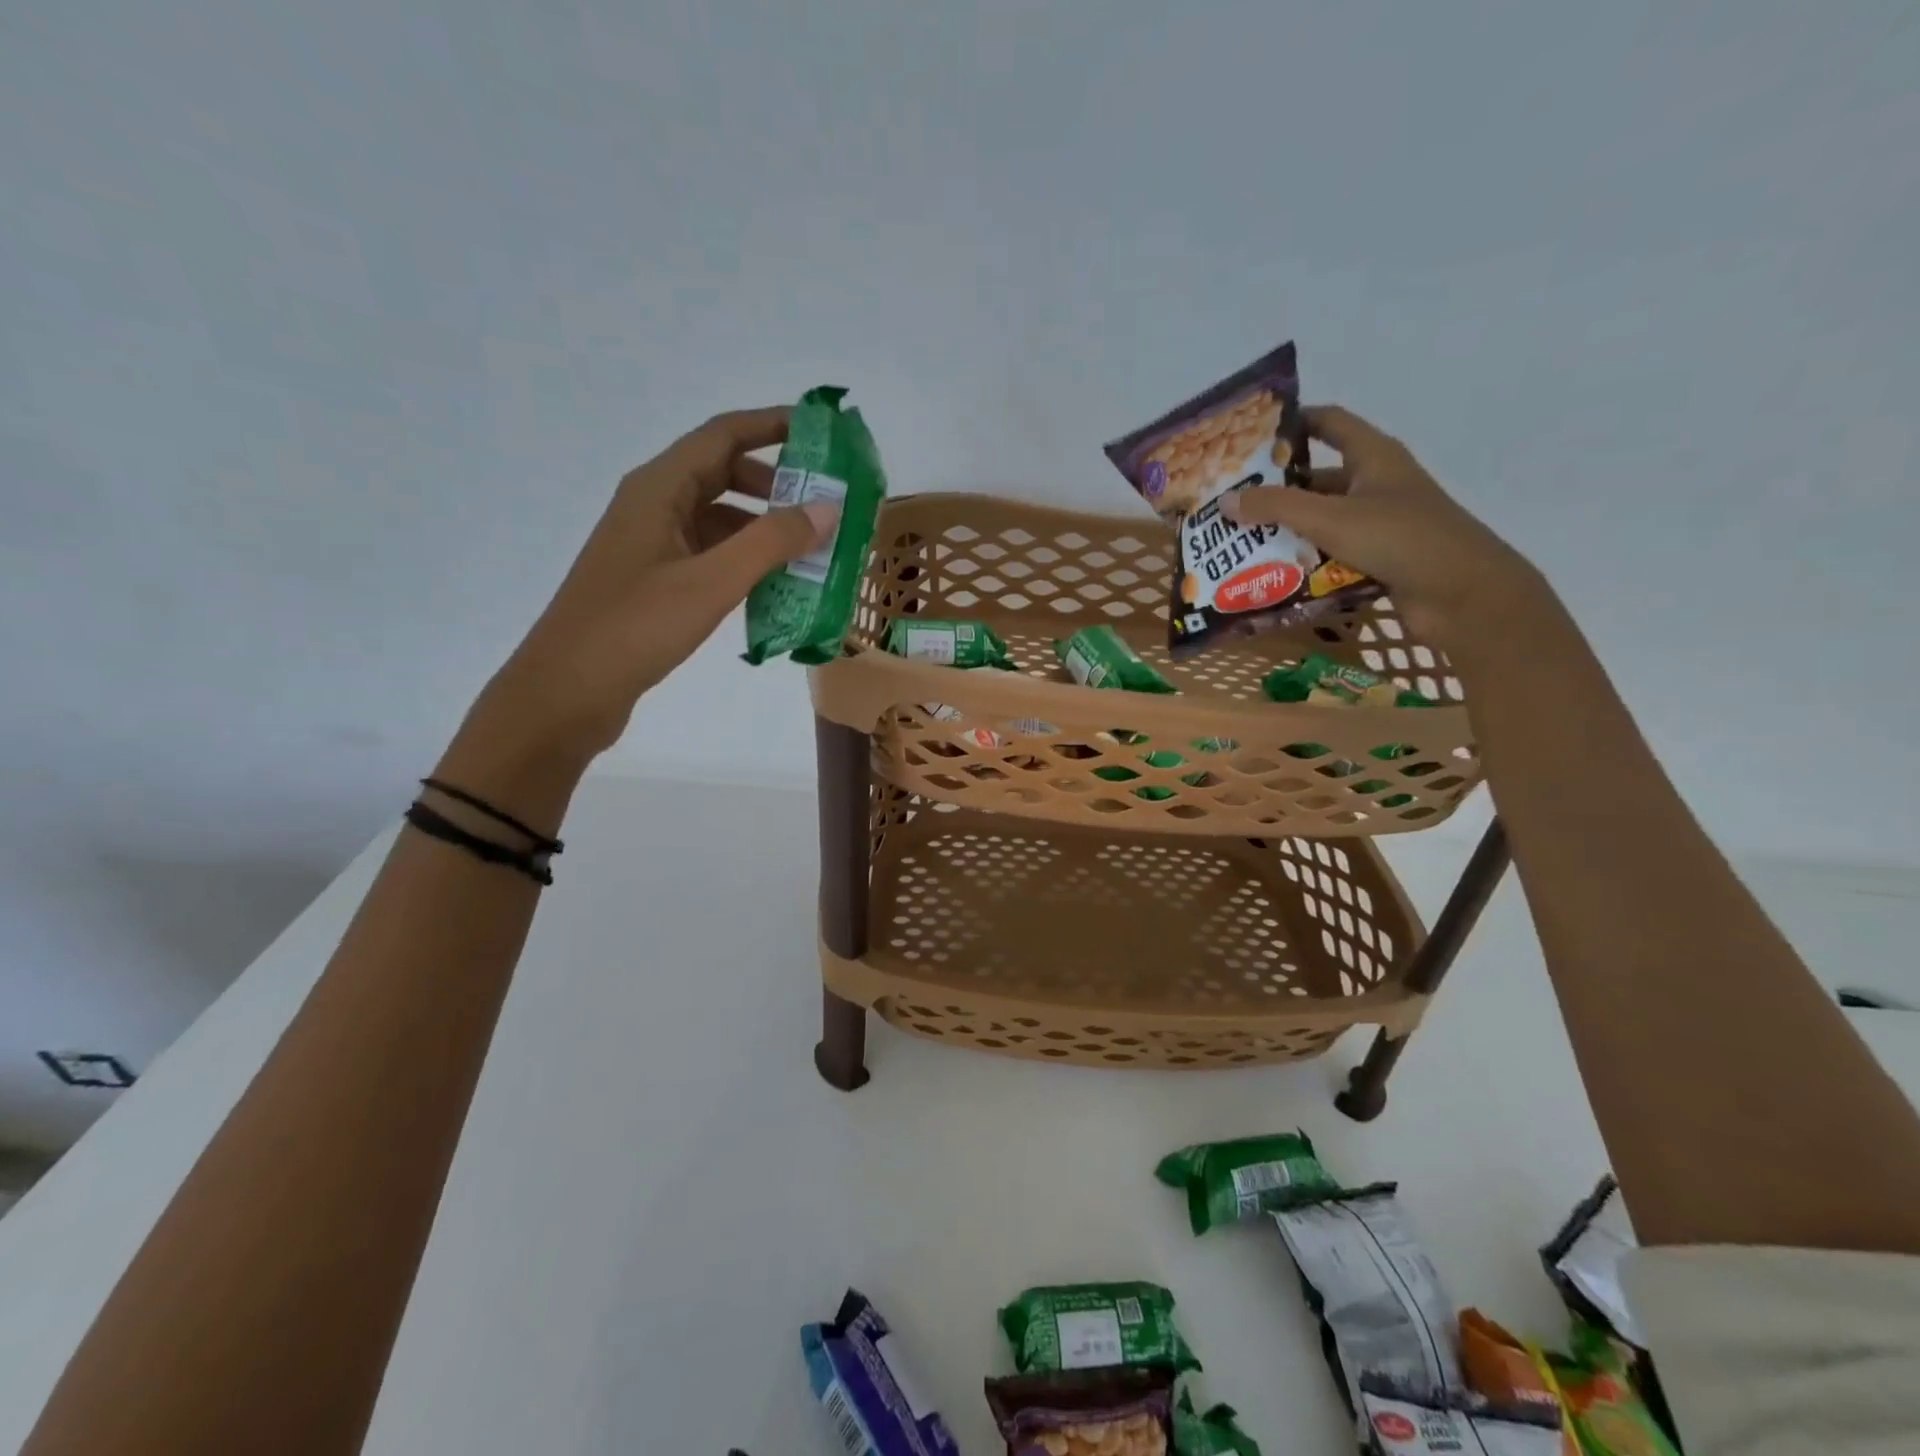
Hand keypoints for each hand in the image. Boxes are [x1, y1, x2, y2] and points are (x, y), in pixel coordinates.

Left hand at [455, 407, 836, 768]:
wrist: (566, 692)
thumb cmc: (634, 628)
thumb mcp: (711, 582)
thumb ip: (771, 542)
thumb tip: (828, 507)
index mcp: (658, 488)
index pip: (723, 435)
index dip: (773, 425)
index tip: (824, 432)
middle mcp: (653, 506)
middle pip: (722, 473)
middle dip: (777, 482)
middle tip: (826, 502)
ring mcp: (652, 545)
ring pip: (718, 518)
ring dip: (764, 526)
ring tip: (812, 548)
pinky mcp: (654, 581)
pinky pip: (710, 554)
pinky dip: (745, 560)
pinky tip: (775, 585)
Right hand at [1223, 405, 1541, 644]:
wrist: (1464, 596)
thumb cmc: (1401, 539)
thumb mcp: (1331, 518)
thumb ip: (1276, 507)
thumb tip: (1226, 501)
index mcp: (1374, 458)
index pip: (1330, 423)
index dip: (1294, 423)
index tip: (1251, 437)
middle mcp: (1377, 486)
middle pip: (1318, 480)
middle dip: (1276, 491)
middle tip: (1231, 504)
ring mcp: (1380, 526)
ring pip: (1322, 522)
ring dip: (1286, 533)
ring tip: (1240, 544)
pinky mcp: (1379, 561)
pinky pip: (1331, 557)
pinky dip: (1304, 565)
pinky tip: (1271, 577)